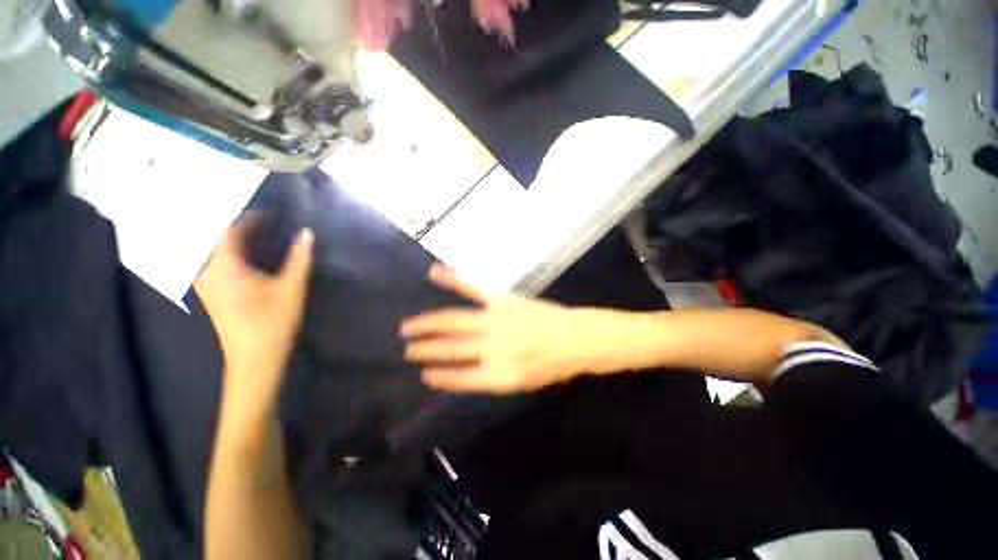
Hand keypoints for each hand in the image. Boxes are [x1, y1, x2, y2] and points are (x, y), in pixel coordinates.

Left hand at [195, 219, 313, 419]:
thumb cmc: (273, 321)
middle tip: (267, 220)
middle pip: (218, 238)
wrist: (255, 357)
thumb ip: (299, 258)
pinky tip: (250, 256)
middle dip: (241, 226)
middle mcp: (208, 271)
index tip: (273, 213)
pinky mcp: (212, 293)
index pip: (230, 230)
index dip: (251, 218)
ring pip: (216, 251)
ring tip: (260, 234)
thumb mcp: (291, 287)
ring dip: (236, 240)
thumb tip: (307, 234)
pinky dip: (232, 253)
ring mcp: (207, 283)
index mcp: (224, 266)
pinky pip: (216, 262)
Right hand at [401, 265, 592, 393]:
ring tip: (408, 326)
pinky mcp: (503, 299)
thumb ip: (490, 378)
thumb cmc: (551, 365)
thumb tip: (458, 371)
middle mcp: (495, 347)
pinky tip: (434, 273)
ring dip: (428, 323)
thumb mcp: (522, 383)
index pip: (460, 377)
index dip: (440, 376)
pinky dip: (453, 279)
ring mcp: (497, 319)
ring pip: (454, 320)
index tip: (424, 374)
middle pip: (451, 347)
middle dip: (427, 349)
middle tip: (408, 349)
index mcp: (501, 374)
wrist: (576, 337)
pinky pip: (473, 288)